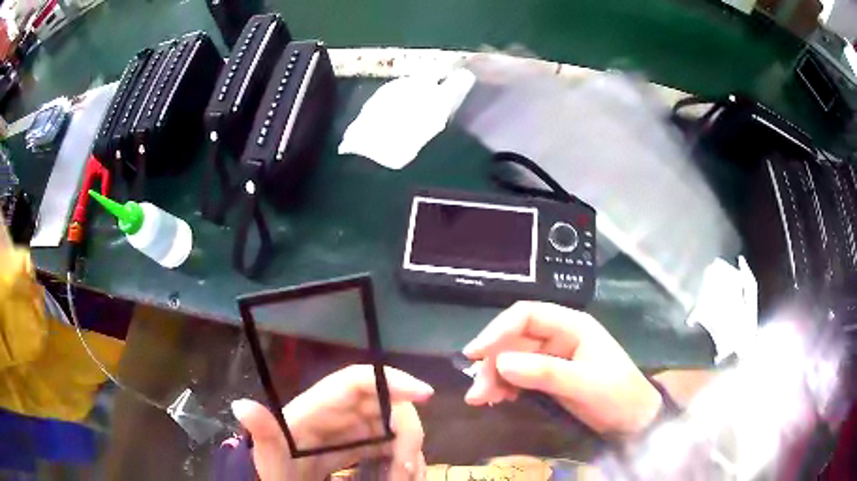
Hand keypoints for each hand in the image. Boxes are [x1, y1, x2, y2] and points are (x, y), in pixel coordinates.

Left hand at [232, 365, 433, 479]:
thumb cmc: (276, 470)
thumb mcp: (270, 458)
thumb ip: (263, 433)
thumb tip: (241, 405)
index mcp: (316, 408)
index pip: (356, 381)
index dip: (391, 379)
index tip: (426, 395)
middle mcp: (339, 413)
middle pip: (386, 405)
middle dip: (406, 434)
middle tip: (407, 471)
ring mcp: (352, 429)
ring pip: (394, 427)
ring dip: (407, 451)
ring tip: (403, 479)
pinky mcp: (360, 444)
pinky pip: (391, 445)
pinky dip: (402, 459)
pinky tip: (401, 477)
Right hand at [463, 301, 661, 436]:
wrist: (632, 421)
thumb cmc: (616, 396)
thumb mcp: (583, 384)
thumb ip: (544, 372)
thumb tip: (500, 362)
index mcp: (572, 326)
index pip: (527, 316)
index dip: (498, 330)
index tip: (475, 354)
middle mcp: (559, 337)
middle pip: (515, 340)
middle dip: (492, 363)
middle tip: (477, 392)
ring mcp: (553, 358)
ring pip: (513, 360)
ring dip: (494, 377)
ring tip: (481, 400)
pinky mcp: (549, 378)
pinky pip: (519, 376)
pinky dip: (505, 387)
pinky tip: (498, 399)